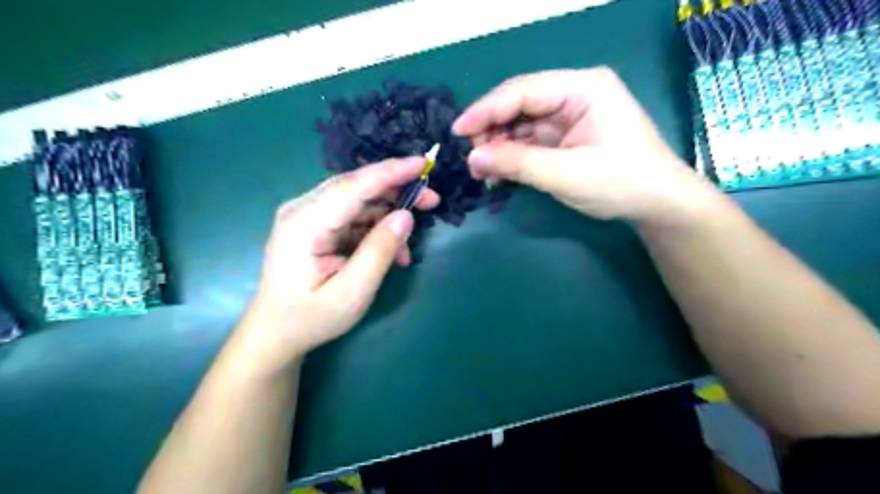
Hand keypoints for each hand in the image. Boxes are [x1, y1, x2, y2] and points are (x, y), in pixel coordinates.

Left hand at [239, 157, 437, 368]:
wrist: (276, 333)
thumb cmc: (310, 318)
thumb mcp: (352, 292)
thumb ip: (380, 251)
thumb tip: (406, 216)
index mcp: (305, 223)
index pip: (354, 186)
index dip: (391, 172)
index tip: (424, 163)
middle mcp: (303, 210)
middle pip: (357, 187)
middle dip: (397, 190)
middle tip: (432, 201)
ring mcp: (307, 216)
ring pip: (359, 200)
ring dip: (389, 215)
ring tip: (410, 244)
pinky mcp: (315, 225)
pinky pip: (353, 216)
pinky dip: (376, 230)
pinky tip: (392, 253)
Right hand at [454, 66, 720, 225]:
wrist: (658, 204)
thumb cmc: (621, 183)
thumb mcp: (566, 174)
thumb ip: (517, 163)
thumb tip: (472, 156)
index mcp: (582, 88)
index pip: (523, 90)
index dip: (486, 110)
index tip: (457, 131)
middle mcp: (574, 95)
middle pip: (520, 106)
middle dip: (491, 131)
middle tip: (470, 158)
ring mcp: (570, 117)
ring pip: (522, 125)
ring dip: (499, 146)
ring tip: (480, 170)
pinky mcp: (566, 137)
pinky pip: (530, 142)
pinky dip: (512, 157)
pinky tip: (497, 172)